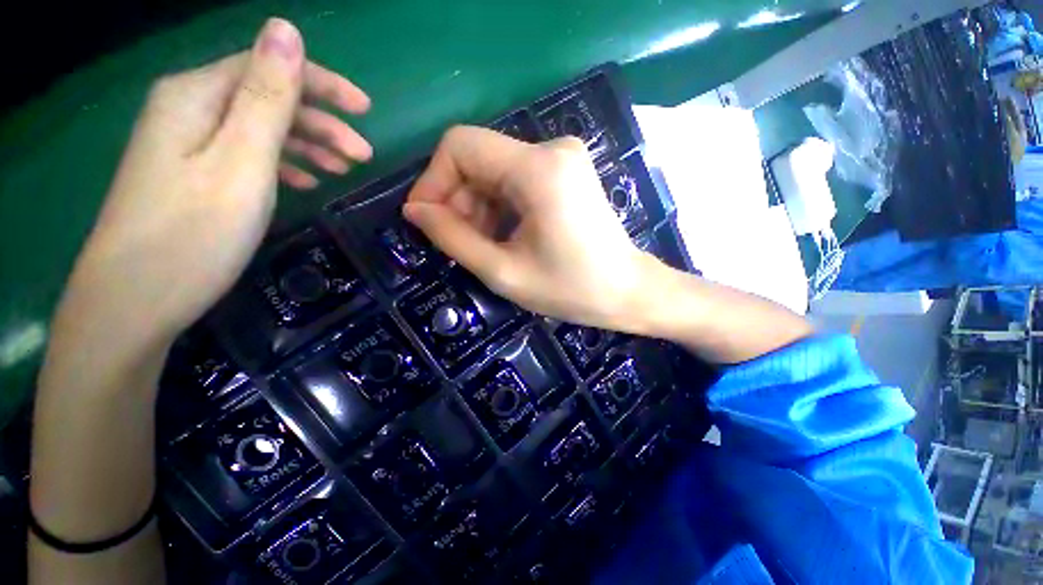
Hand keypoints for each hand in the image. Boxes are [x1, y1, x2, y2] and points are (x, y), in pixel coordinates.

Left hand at [55, 18, 370, 351]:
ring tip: (342, 169)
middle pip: (266, 98)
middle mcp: (188, 110)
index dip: (322, 83)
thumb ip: (267, 96)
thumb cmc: (194, 232)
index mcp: (196, 96)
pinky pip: (246, 154)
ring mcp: (187, 145)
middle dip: (321, 122)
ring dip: (306, 143)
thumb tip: (286, 30)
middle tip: (363, 155)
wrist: (134, 301)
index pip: (267, 67)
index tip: (366, 111)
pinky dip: (282, 162)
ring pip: (260, 129)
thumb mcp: (241, 161)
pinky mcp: (192, 175)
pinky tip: (305, 179)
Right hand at [403, 126, 650, 329]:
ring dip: (478, 205)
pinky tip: (503, 234)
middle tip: (457, 241)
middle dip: (457, 199)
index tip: (425, 220)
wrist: (627, 290)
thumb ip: (452, 238)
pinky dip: (499, 205)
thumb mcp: (503, 271)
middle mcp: (552, 149)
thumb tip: (415, 211)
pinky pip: (516, 178)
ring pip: (495, 170)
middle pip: (478, 158)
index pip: (460, 145)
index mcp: (538, 169)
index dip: (433, 180)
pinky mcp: (567, 171)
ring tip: (481, 244)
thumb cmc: (570, 289)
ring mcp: (563, 157)